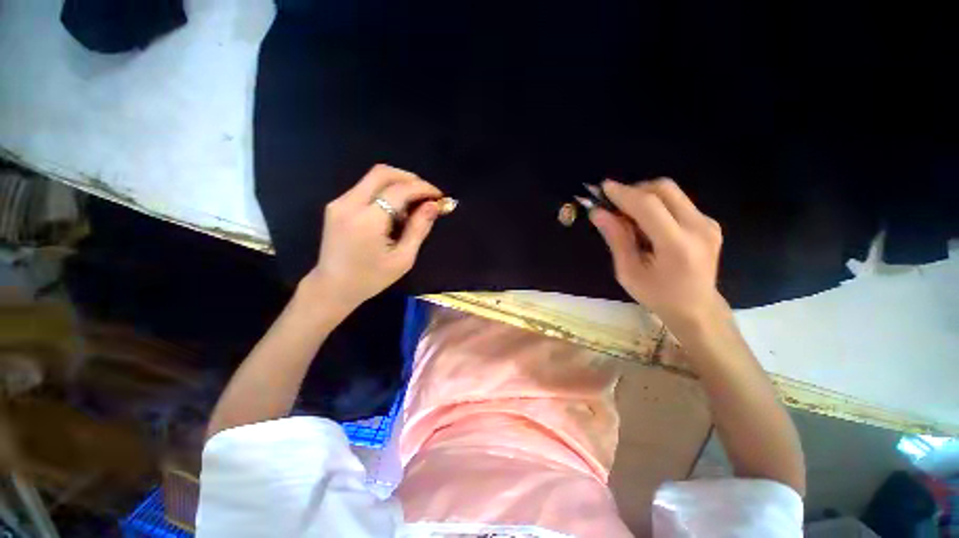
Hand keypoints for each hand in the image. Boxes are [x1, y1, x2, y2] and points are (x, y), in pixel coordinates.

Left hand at [307, 164, 441, 307]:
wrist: (333, 288)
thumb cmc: (371, 278)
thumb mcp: (403, 258)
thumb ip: (419, 228)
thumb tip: (433, 206)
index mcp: (367, 221)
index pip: (399, 190)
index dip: (422, 188)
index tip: (439, 196)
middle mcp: (349, 204)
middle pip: (382, 173)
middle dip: (409, 178)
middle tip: (426, 194)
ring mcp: (339, 203)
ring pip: (373, 178)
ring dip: (398, 185)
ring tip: (412, 207)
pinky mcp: (337, 205)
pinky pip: (366, 188)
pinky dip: (385, 192)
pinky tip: (394, 211)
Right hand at [589, 178, 725, 328]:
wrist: (697, 309)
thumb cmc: (657, 295)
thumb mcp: (628, 272)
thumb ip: (616, 239)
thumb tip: (598, 212)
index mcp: (677, 245)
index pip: (648, 206)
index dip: (623, 193)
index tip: (602, 187)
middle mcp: (698, 227)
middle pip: (664, 189)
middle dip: (635, 190)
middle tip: (614, 204)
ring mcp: (708, 223)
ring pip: (672, 192)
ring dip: (645, 196)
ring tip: (628, 215)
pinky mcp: (709, 223)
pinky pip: (678, 202)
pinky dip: (657, 204)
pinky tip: (646, 223)